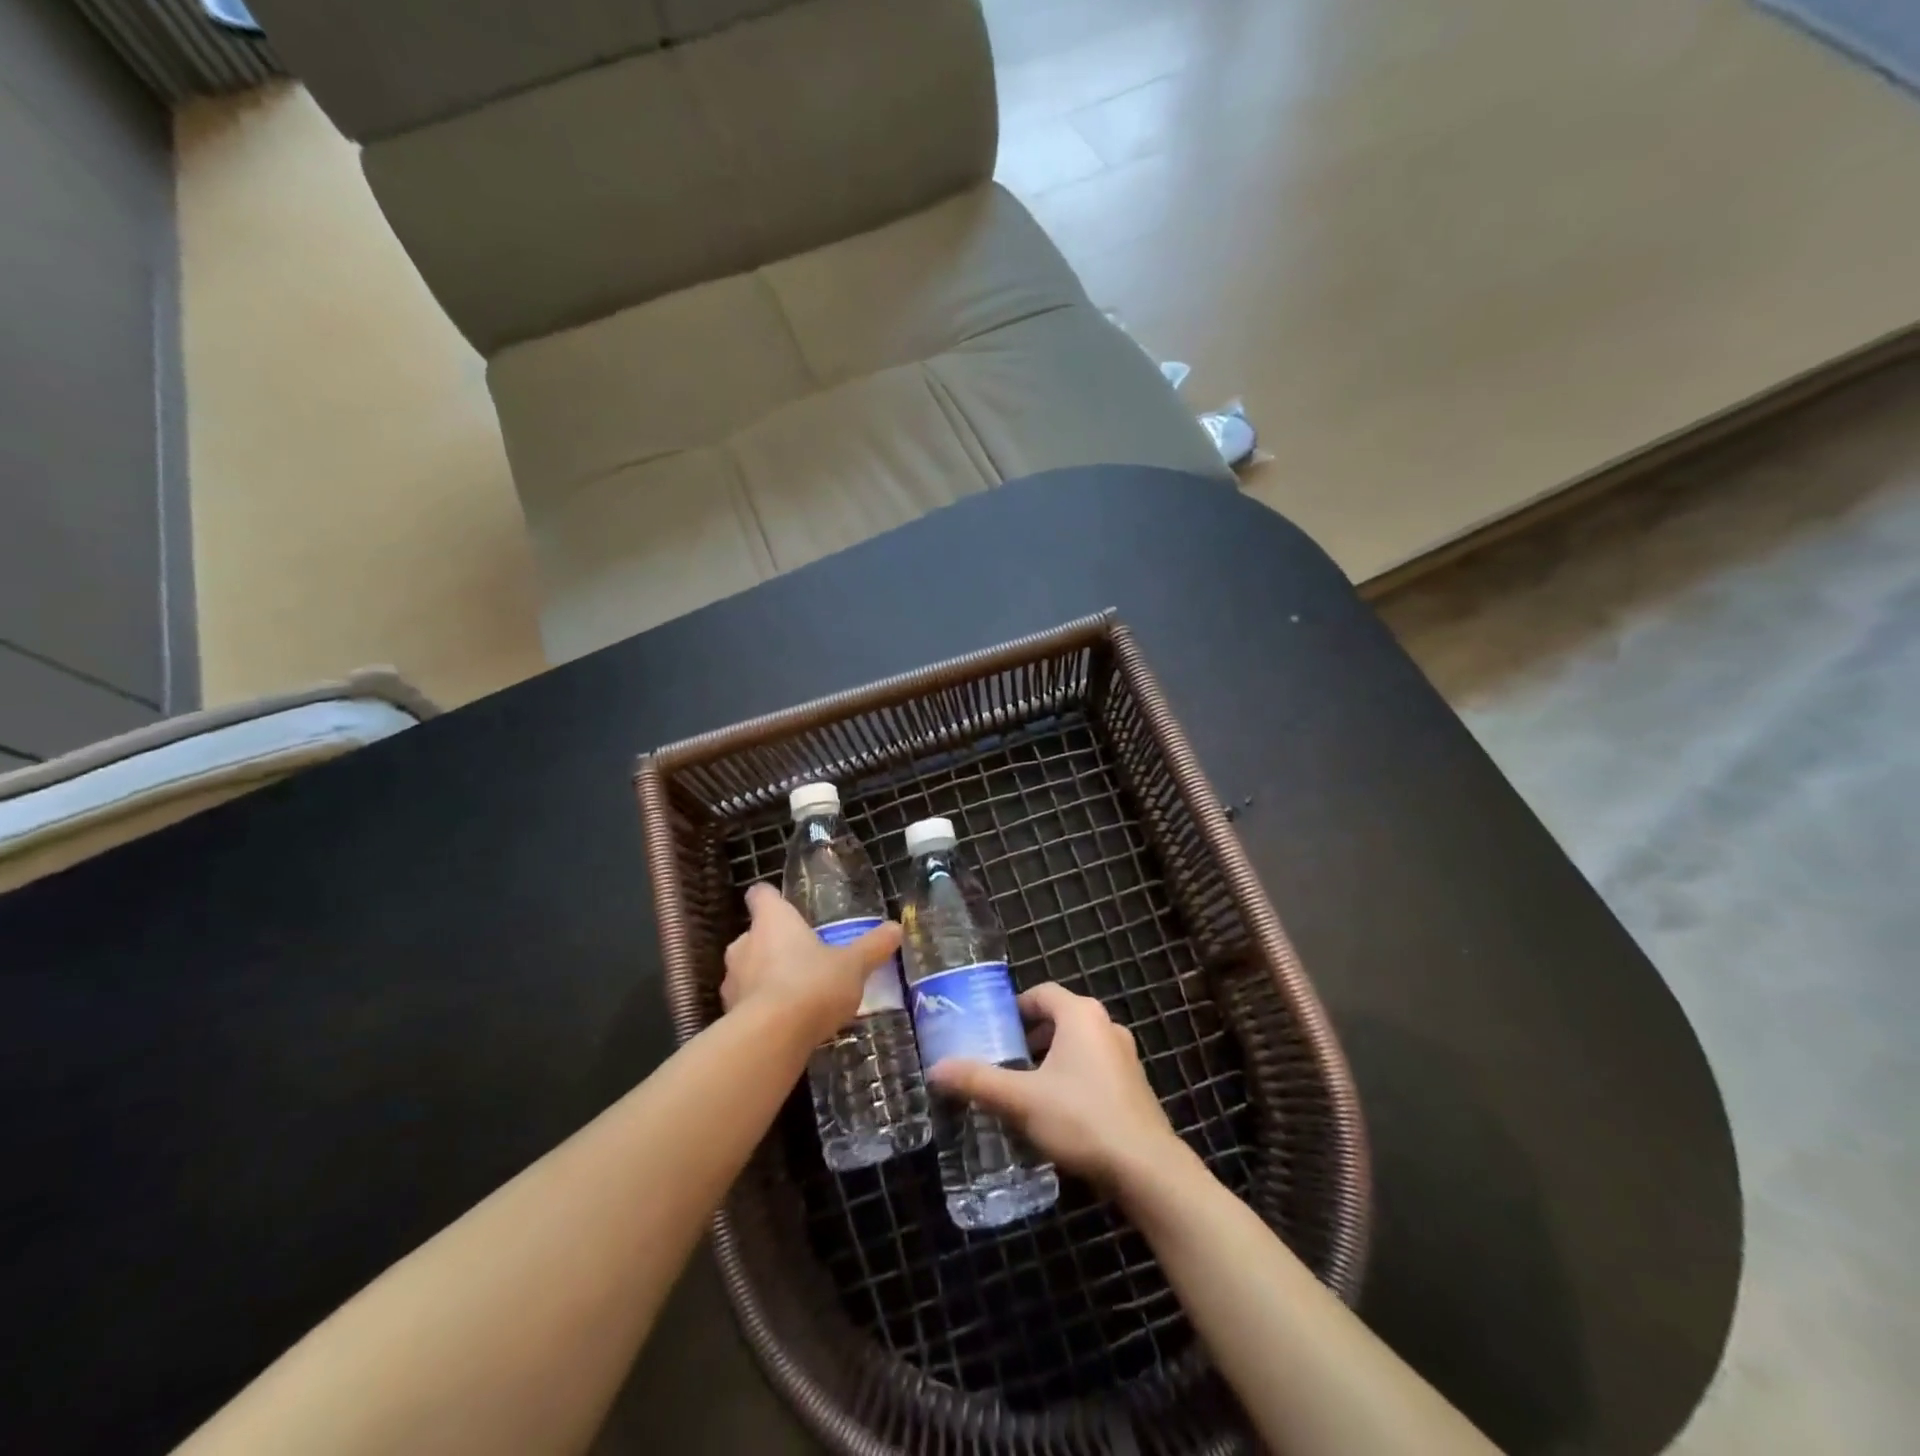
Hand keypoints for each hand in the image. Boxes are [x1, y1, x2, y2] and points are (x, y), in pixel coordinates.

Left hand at [720, 884, 902, 1043]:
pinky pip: (746, 1003)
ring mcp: (732, 980)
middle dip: (774, 944)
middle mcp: (745, 943)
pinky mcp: (728, 1014)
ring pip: (747, 969)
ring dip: (765, 977)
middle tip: (803, 956)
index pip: (762, 894)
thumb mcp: (853, 965)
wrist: (771, 1039)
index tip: (786, 906)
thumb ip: (872, 947)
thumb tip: (896, 928)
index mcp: (773, 920)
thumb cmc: (812, 985)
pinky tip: (785, 1023)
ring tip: (796, 994)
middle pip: (755, 934)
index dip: (772, 898)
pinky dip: (761, 1008)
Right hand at [927, 983, 1187, 1190]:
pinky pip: (1095, 1068)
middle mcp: (1106, 1026)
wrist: (1146, 1168)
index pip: (1042, 993)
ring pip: (1079, 1045)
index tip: (993, 1029)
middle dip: (1030, 1036)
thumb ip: (978, 1081)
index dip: (1015, 1007)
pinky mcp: (1135, 1086)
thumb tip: (935, 1070)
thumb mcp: (1021, 1100)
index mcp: (1081, 1015)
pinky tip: (1057, 1112)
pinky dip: (1073, 1078)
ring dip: (1052, 1059)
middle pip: (1060, 1018)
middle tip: (1003, 1059)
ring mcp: (1125, 1056)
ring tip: (1025, 1087)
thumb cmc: (1081, 1118)